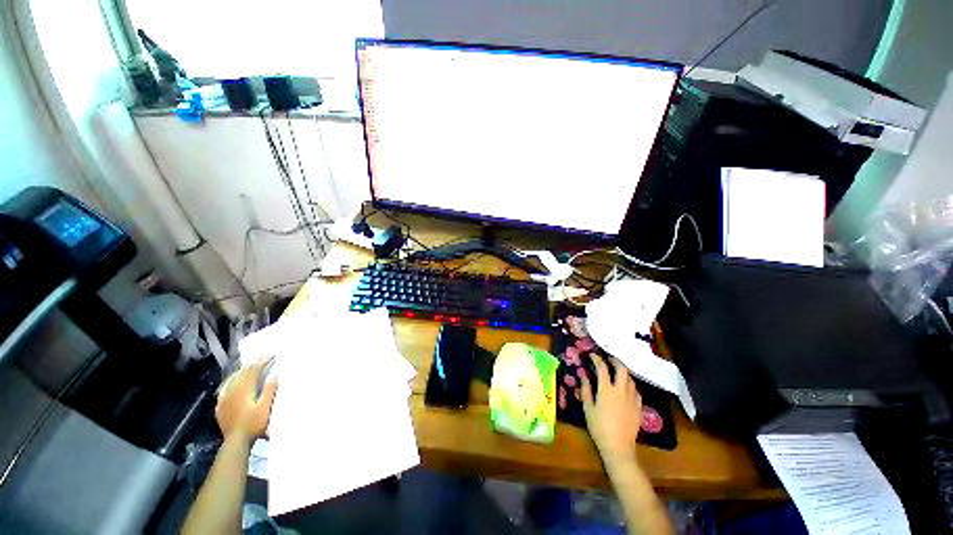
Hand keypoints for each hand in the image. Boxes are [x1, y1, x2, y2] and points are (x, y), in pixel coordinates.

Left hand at [215, 356, 278, 442]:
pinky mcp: (220, 405)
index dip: (263, 360)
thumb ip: (270, 389)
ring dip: (244, 369)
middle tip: (265, 356)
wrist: (236, 441)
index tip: (273, 354)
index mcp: (244, 389)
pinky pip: (225, 387)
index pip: (254, 369)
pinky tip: (233, 380)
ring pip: (233, 378)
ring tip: (252, 365)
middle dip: (254, 362)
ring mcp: (224, 397)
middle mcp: (232, 390)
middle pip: (243, 371)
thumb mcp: (266, 406)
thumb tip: (275, 373)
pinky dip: (232, 379)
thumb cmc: (254, 424)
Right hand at [580, 355, 641, 466]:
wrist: (618, 447)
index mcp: (607, 390)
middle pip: (622, 369)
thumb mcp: (588, 408)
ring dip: (623, 372)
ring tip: (617, 372)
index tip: (592, 355)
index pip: (602, 368)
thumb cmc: (599, 427)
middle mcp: (621, 390)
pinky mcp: (639, 407)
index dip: (597, 359)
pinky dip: (630, 384)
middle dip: (615, 361)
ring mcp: (632, 398)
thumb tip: (583, 375)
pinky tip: (626, 388)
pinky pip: (636, 390)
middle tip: (609, 359)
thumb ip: (586, 389)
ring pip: (631, 379)